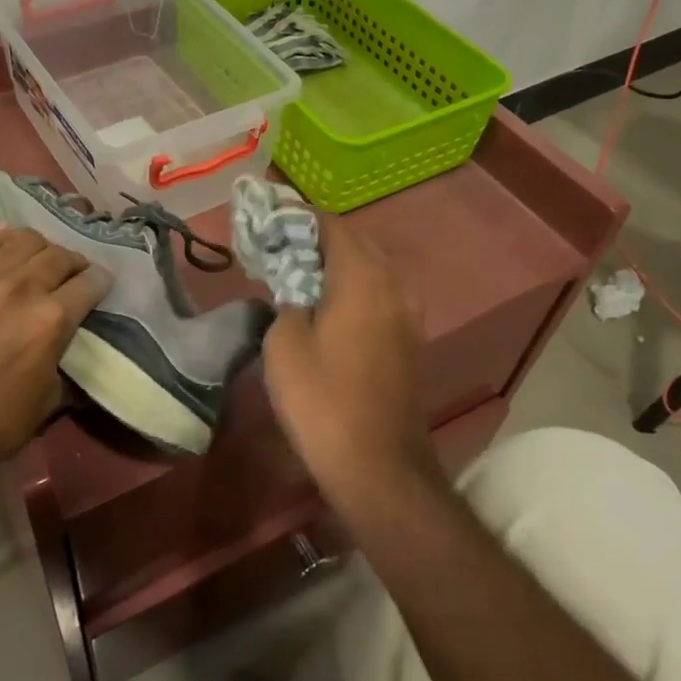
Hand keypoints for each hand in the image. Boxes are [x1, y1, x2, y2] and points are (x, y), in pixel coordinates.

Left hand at [0, 227, 107, 475]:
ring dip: (39, 248)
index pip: (90, 283)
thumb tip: (64, 343)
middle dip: (73, 263)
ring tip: (37, 260)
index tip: (99, 286)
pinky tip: (5, 245)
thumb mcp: (49, 399)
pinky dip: (0, 240)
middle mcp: (21, 289)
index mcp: (52, 320)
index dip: (100, 282)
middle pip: (59, 255)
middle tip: (71, 274)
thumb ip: (61, 358)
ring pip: (22, 241)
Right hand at [262, 218, 431, 492]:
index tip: (270, 220)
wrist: (377, 463)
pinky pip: (381, 295)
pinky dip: (355, 289)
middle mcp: (394, 285)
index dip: (299, 217)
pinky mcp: (411, 340)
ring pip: (373, 269)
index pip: (332, 225)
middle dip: (319, 239)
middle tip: (282, 247)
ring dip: (340, 264)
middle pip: (357, 243)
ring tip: (303, 274)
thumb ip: (287, 301)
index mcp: (362, 277)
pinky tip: (330, 307)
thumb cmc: (322, 399)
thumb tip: (295, 291)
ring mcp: (409, 314)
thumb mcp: (284, 344)